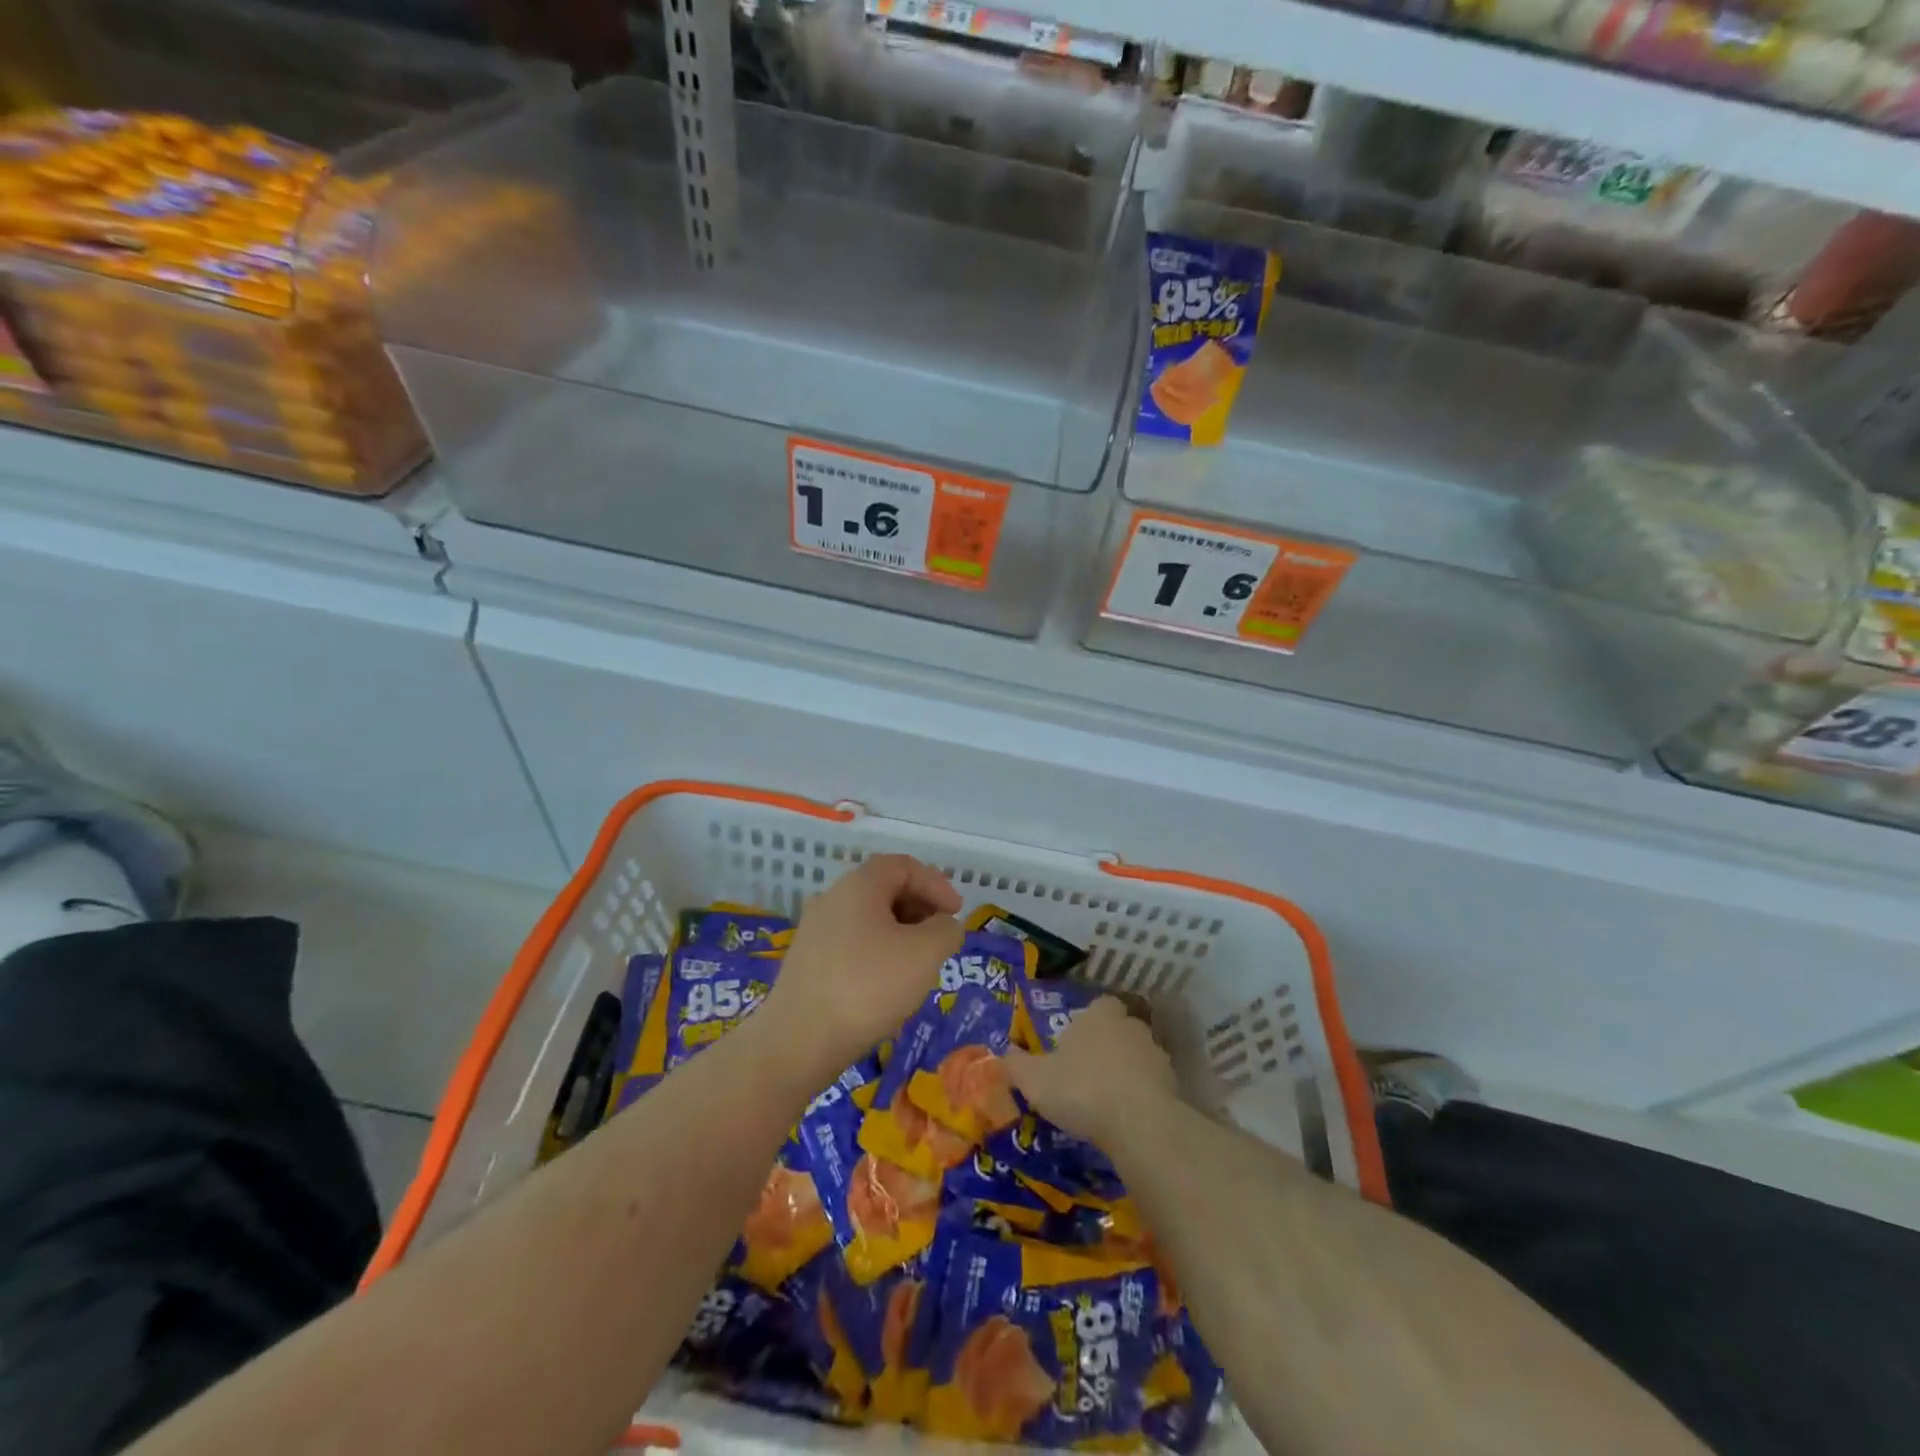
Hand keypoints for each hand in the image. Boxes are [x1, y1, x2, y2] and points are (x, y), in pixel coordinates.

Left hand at [762, 854, 962, 1073]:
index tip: (957, 913)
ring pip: (868, 919)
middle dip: (919, 908)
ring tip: (919, 965)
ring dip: (900, 933)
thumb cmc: (868, 987)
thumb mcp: (924, 954)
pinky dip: (878, 953)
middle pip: (884, 889)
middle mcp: (832, 899)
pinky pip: (852, 944)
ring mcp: (815, 931)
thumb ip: (945, 930)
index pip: (903, 866)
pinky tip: (887, 986)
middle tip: (941, 937)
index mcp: (858, 885)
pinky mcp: (808, 963)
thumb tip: (943, 925)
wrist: (798, 1041)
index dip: (936, 883)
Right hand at [1004, 996, 1178, 1145]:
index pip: (1098, 1005)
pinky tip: (1125, 1121)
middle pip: (1118, 1030)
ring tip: (1104, 1103)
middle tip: (1085, 1074)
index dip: (1087, 1022)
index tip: (1073, 1045)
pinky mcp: (1173, 1086)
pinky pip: (1152, 1087)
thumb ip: (1015, 1064)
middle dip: (1105, 1048)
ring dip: (1125, 1074)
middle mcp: (1130, 1026)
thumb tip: (1001, 1054)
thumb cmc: (1081, 1089)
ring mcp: (1156, 1055)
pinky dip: (1140, 1098)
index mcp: (1098, 1015)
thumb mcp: (1034, 1079)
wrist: (1139, 1123)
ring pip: (1137, 1058)